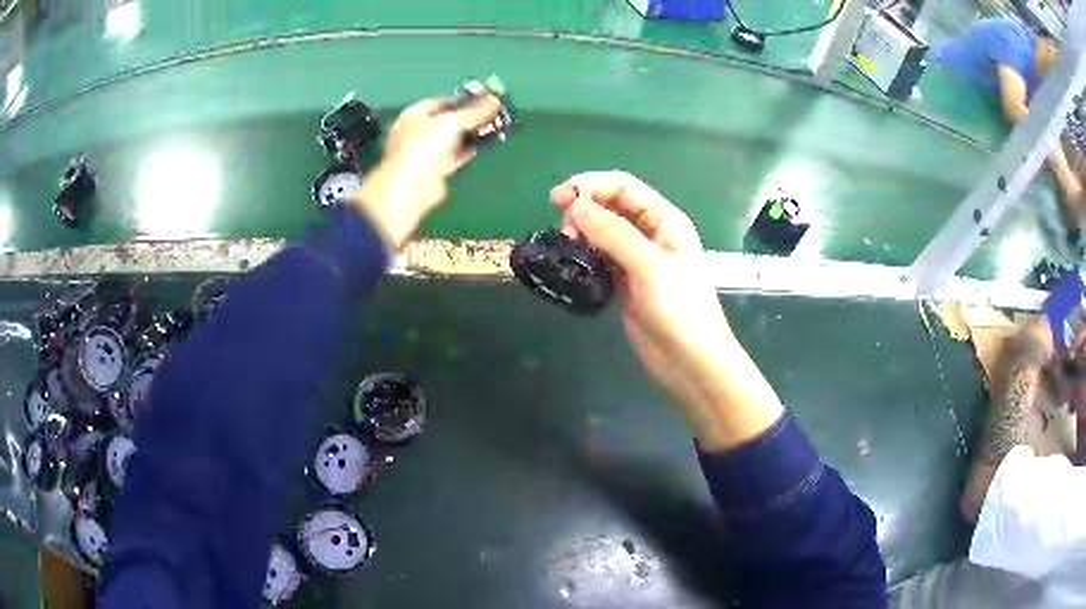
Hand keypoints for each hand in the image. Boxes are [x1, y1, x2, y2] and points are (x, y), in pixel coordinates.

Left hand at [349, 95, 502, 247]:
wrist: (412, 186)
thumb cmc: (424, 145)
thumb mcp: (452, 122)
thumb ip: (474, 112)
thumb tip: (495, 100)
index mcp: (412, 115)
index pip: (439, 102)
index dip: (460, 100)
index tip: (481, 100)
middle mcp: (415, 132)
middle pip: (444, 121)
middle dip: (467, 118)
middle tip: (490, 114)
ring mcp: (423, 153)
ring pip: (450, 140)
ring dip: (468, 135)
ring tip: (491, 128)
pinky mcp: (433, 171)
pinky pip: (453, 157)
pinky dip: (466, 151)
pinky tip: (482, 147)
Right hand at [551, 172, 782, 449]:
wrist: (691, 362)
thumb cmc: (680, 310)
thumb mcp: (649, 265)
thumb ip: (613, 232)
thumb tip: (575, 206)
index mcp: (665, 220)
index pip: (624, 187)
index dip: (591, 185)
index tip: (557, 198)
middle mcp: (651, 234)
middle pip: (611, 206)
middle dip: (584, 209)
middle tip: (563, 230)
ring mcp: (638, 260)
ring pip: (603, 233)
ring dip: (582, 232)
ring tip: (565, 247)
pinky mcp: (626, 284)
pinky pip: (601, 259)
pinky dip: (585, 256)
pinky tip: (572, 265)